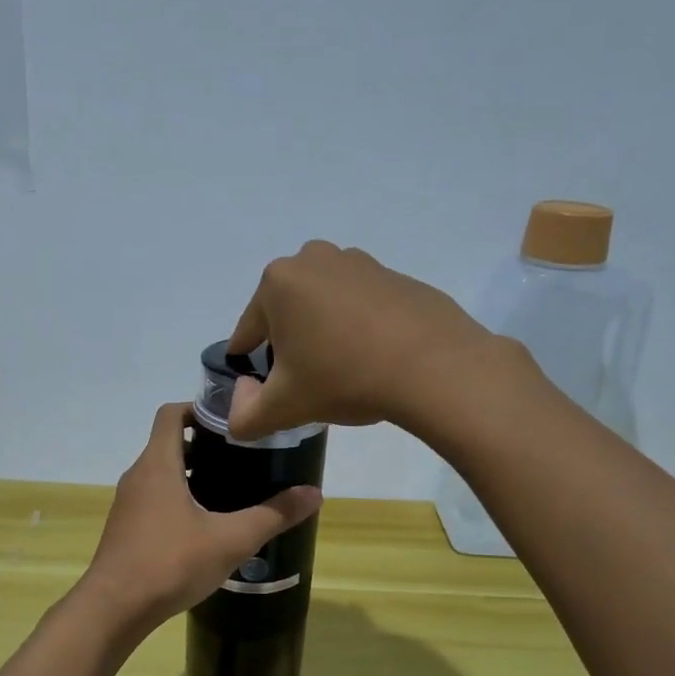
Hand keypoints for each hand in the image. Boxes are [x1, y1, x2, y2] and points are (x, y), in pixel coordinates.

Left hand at [79, 403, 322, 626]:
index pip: (171, 413)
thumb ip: (273, 515)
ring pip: (162, 474)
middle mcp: (138, 476)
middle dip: (205, 445)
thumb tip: (315, 493)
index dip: (200, 408)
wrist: (114, 609)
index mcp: (158, 464)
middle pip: (169, 443)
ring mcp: (128, 504)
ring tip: (231, 490)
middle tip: (243, 457)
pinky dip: (178, 499)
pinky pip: (154, 499)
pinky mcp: (126, 529)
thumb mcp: (231, 539)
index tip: (233, 423)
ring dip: (192, 474)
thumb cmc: (170, 562)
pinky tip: (205, 526)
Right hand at [226, 241, 492, 440]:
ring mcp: (359, 263)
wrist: (434, 366)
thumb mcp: (283, 408)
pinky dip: (357, 327)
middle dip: (289, 345)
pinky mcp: (395, 275)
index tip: (261, 389)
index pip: (248, 331)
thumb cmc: (344, 378)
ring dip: (323, 333)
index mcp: (278, 282)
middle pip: (286, 313)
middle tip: (306, 382)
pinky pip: (360, 305)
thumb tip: (241, 401)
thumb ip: (244, 416)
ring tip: (341, 371)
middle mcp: (313, 259)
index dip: (249, 364)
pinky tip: (372, 358)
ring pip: (323, 306)